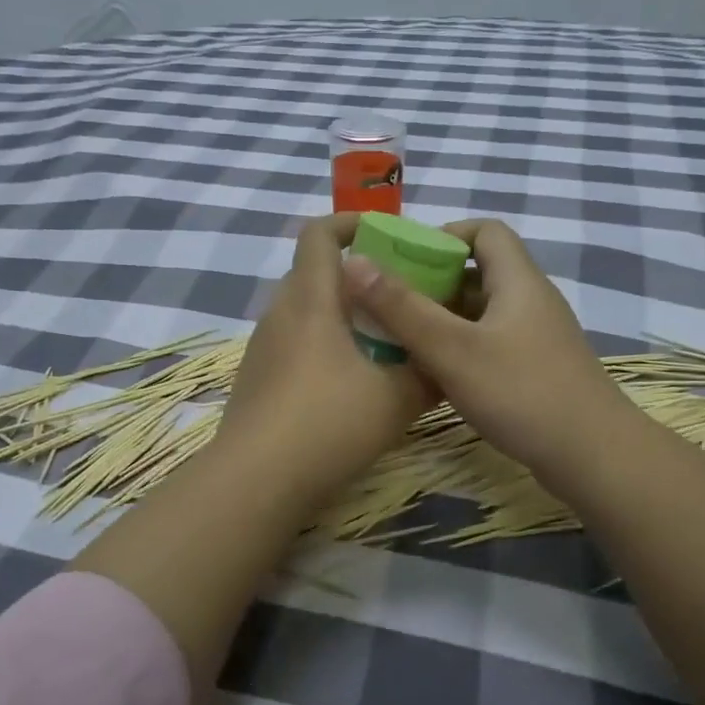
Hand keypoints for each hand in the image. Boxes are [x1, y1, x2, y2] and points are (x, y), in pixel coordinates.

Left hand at [217, 213, 432, 500]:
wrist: (256, 481)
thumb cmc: (328, 424)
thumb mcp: (396, 398)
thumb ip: (428, 373)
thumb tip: (448, 362)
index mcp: (310, 299)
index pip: (319, 233)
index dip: (351, 223)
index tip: (386, 235)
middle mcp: (280, 313)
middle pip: (314, 273)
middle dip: (356, 277)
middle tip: (396, 298)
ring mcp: (263, 348)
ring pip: (305, 313)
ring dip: (340, 316)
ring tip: (380, 343)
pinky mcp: (257, 379)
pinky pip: (294, 345)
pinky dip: (323, 347)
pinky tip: (348, 385)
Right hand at [340, 218, 638, 491]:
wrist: (592, 456)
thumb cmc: (521, 393)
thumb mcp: (451, 349)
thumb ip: (402, 308)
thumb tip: (353, 262)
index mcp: (518, 281)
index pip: (485, 230)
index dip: (445, 235)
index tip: (405, 259)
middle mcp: (530, 301)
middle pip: (479, 272)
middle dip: (433, 282)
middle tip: (390, 302)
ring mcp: (536, 338)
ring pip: (482, 312)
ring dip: (443, 319)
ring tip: (401, 336)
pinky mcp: (536, 369)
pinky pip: (491, 343)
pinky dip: (460, 347)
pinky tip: (433, 372)